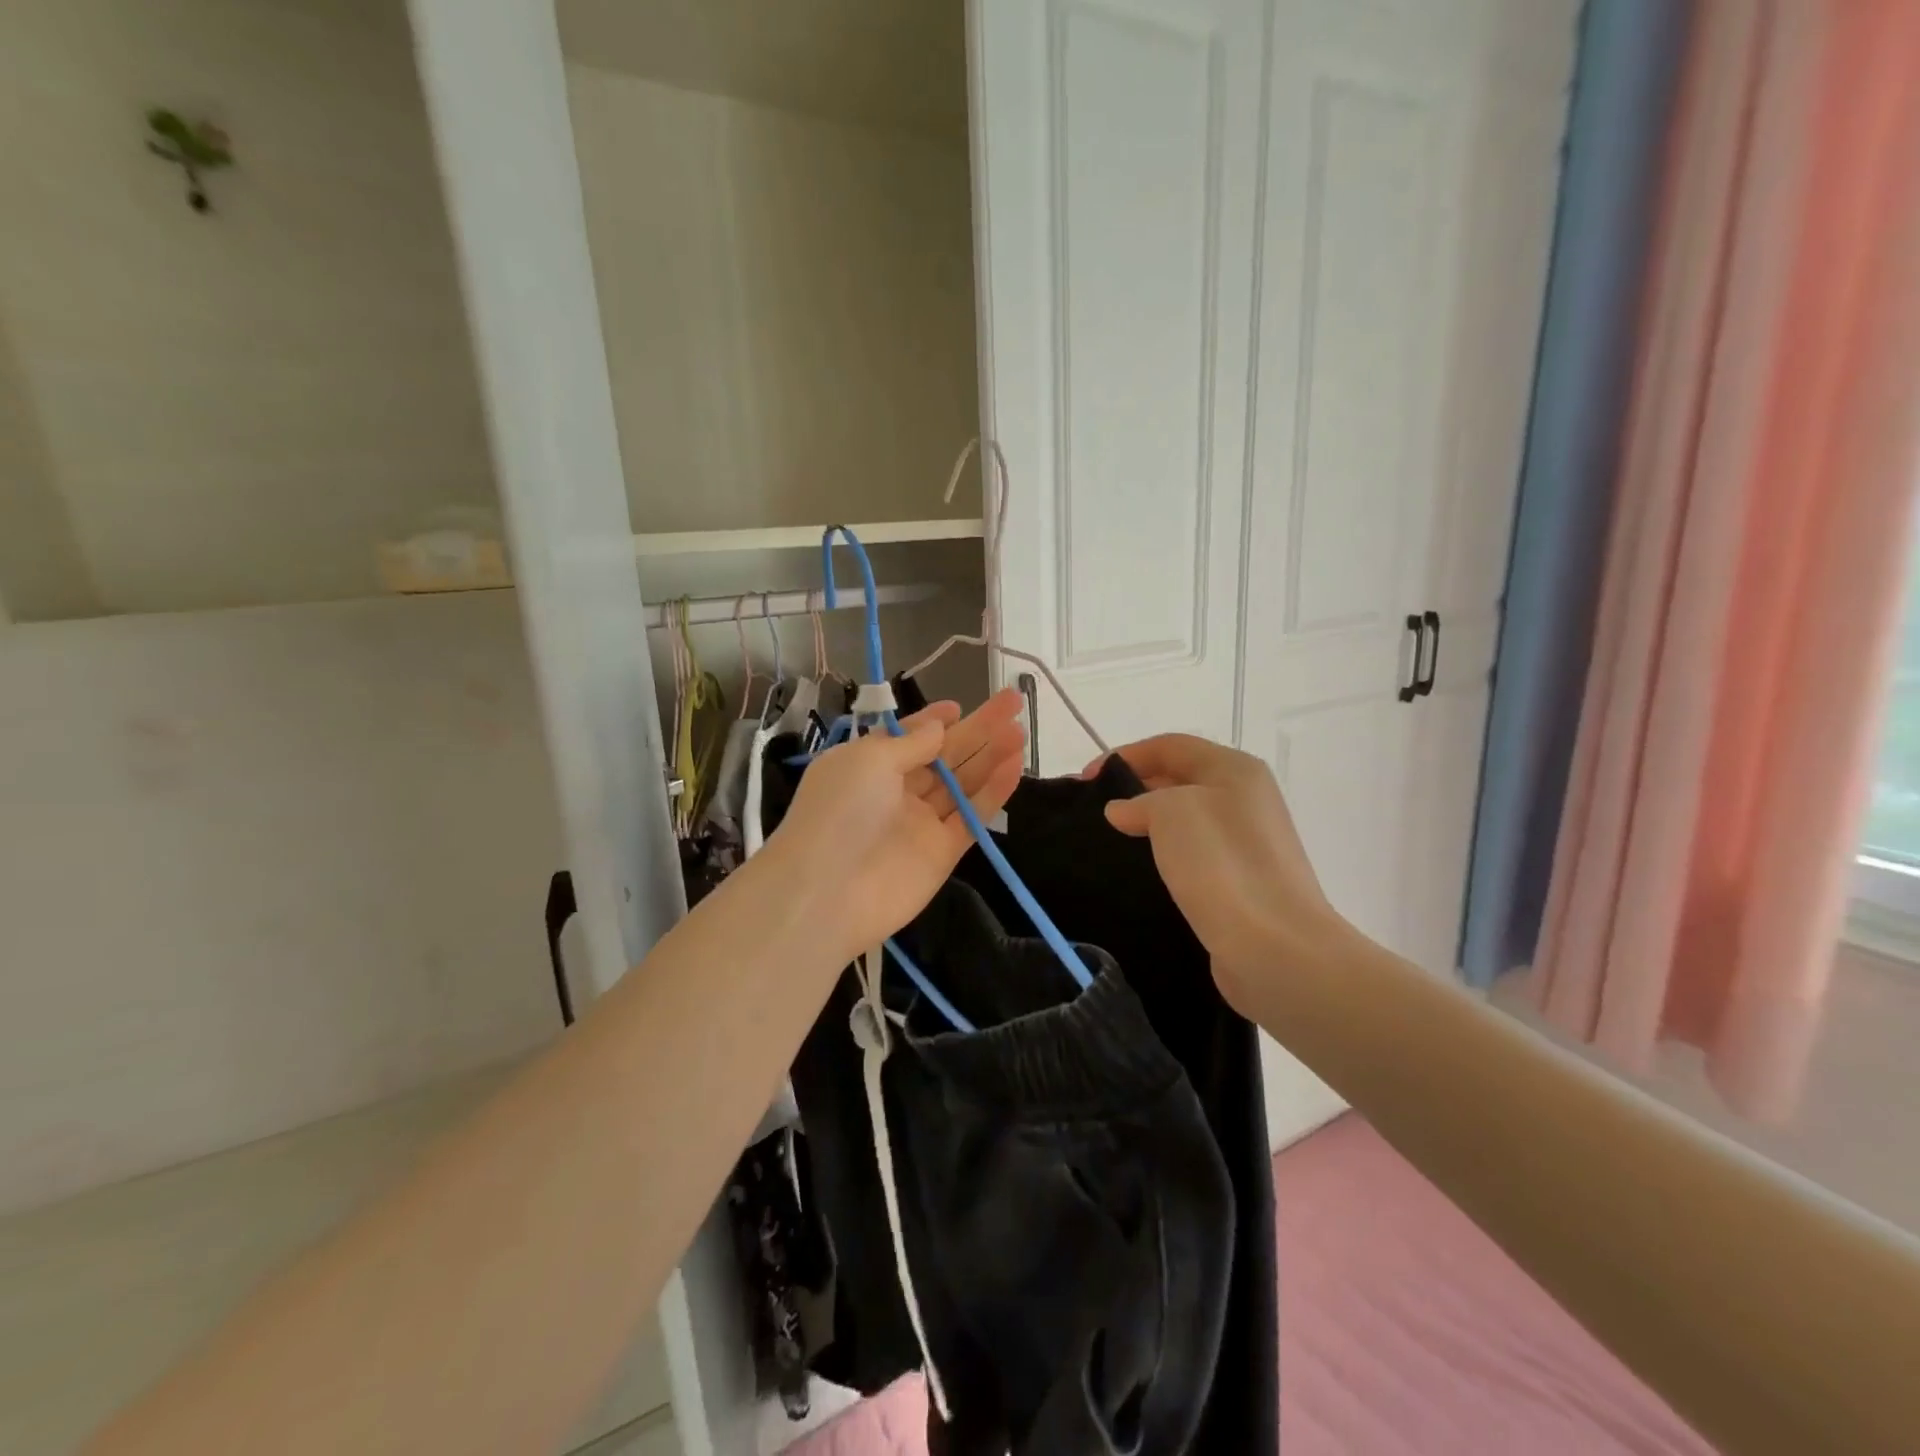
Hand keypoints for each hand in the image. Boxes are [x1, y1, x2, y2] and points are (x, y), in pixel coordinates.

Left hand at [772, 689, 1027, 959]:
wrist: (828, 893)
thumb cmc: (839, 811)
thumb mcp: (868, 760)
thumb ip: (910, 742)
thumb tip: (939, 726)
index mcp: (869, 766)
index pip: (908, 738)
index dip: (933, 721)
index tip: (959, 706)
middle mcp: (896, 792)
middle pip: (944, 756)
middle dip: (977, 729)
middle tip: (1013, 702)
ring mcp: (921, 823)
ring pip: (963, 784)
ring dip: (991, 756)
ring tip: (1021, 731)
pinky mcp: (943, 853)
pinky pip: (973, 817)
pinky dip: (994, 792)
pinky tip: (1015, 765)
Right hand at [1089, 734, 1349, 1018]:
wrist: (1274, 947)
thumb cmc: (1221, 864)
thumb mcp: (1170, 811)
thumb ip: (1139, 801)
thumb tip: (1123, 811)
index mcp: (1235, 769)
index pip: (1170, 746)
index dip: (1124, 756)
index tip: (1085, 781)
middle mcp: (1246, 798)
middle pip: (1180, 778)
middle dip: (1134, 788)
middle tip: (1092, 812)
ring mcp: (1248, 842)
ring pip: (1186, 819)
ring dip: (1148, 824)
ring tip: (1109, 841)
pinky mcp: (1242, 881)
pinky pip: (1194, 854)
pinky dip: (1165, 855)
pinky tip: (1142, 872)